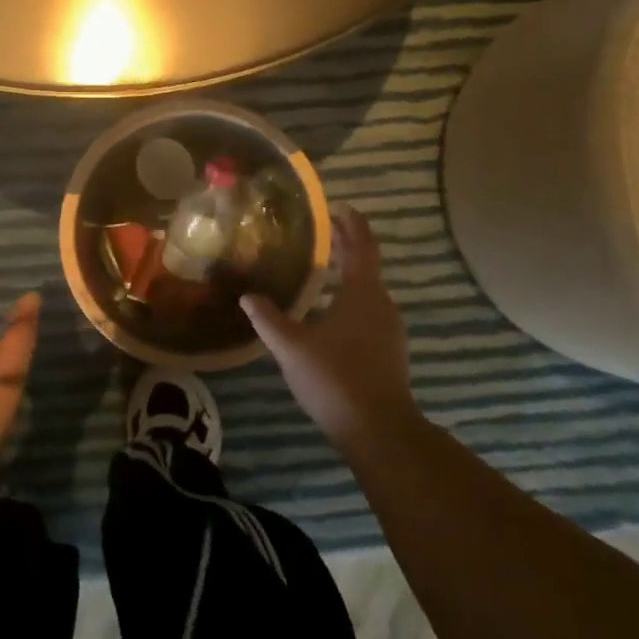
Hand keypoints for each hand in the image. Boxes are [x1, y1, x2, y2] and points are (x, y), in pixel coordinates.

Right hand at [242, 206, 424, 455]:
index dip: (351, 223)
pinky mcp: (389, 351)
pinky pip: (369, 311)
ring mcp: (390, 329)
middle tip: (322, 233)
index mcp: (363, 292)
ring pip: (368, 289)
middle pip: (366, 264)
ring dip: (348, 274)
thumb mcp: (292, 347)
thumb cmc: (336, 378)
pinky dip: (351, 298)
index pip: (361, 244)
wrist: (379, 430)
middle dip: (346, 245)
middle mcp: (382, 304)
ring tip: (321, 270)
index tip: (336, 208)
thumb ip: (268, 319)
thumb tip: (248, 296)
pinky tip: (330, 312)